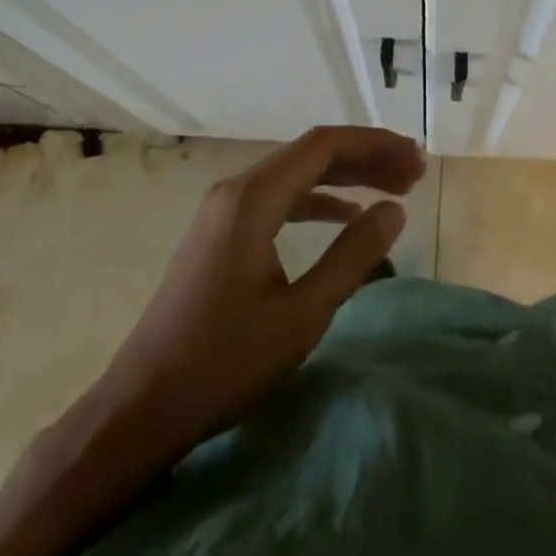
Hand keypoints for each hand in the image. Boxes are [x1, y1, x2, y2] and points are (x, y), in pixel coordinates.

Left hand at [0, 127, 424, 555]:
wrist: (140, 410)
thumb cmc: (223, 363)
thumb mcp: (302, 314)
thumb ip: (352, 256)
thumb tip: (394, 210)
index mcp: (252, 198)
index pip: (324, 146)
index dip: (375, 146)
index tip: (415, 160)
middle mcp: (237, 190)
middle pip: (312, 154)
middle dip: (366, 158)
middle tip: (415, 172)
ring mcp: (225, 211)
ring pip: (297, 175)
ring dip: (346, 177)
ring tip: (393, 188)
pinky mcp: (222, 234)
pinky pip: (280, 199)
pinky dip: (319, 200)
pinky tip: (346, 214)